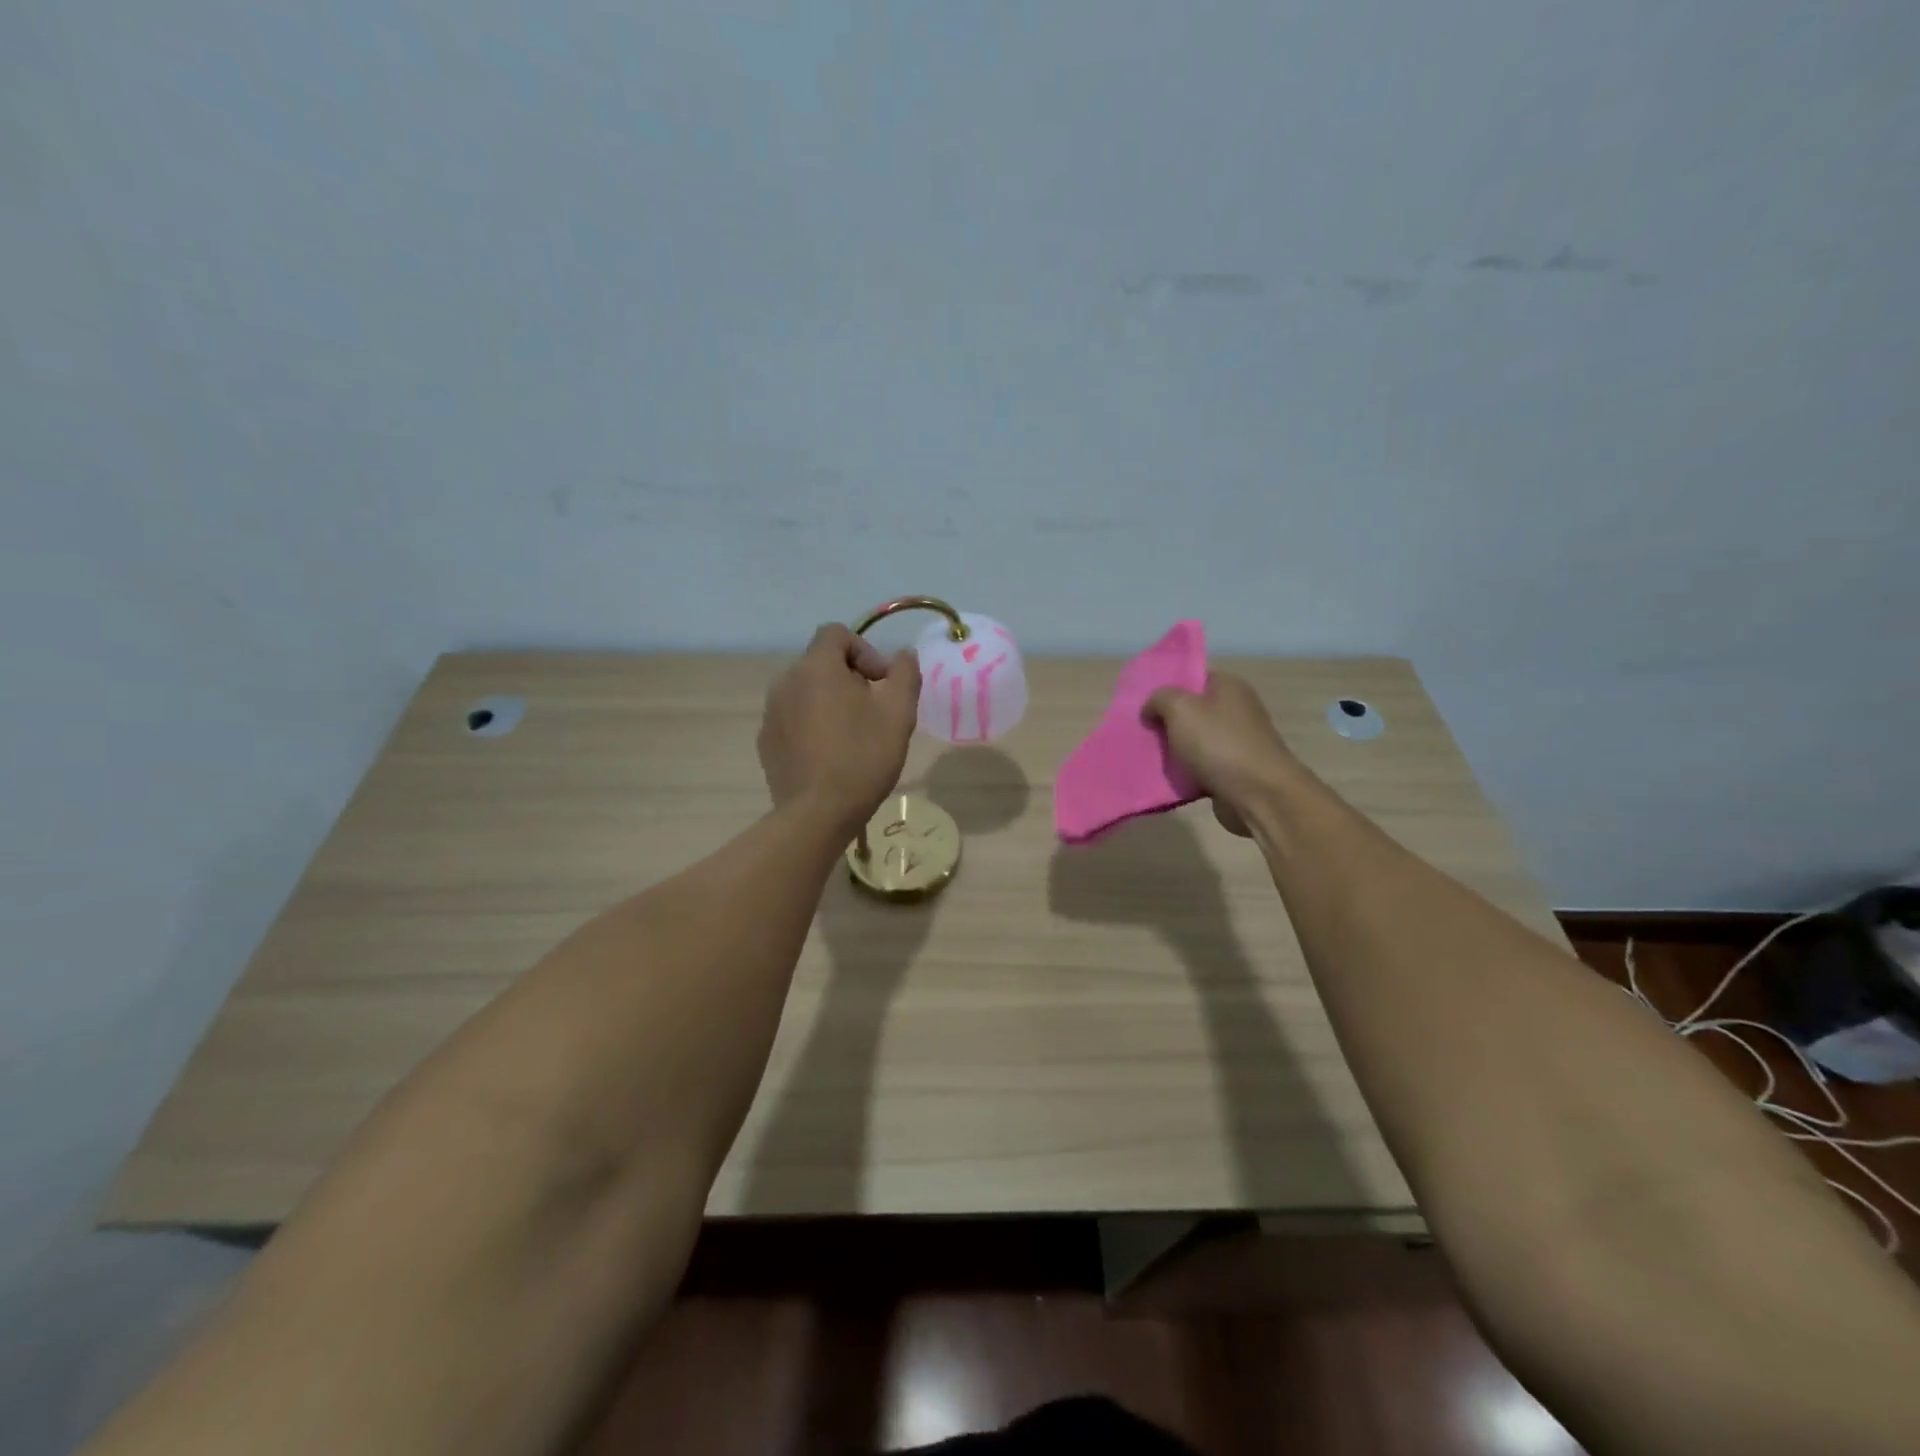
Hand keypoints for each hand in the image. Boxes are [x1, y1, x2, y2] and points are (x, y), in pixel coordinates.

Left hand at [759, 624, 921, 828]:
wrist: (817, 813)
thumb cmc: (862, 757)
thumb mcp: (898, 713)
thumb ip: (904, 674)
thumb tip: (903, 655)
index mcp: (816, 667)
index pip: (836, 633)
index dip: (865, 650)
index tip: (882, 683)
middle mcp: (786, 681)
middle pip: (821, 663)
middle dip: (850, 679)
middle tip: (873, 712)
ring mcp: (771, 713)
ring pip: (806, 692)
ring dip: (830, 703)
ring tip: (853, 736)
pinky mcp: (766, 741)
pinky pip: (793, 719)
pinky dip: (812, 726)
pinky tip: (829, 756)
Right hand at [1143, 673, 1298, 836]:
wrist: (1259, 795)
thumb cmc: (1219, 744)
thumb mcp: (1180, 709)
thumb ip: (1159, 699)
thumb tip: (1151, 709)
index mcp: (1228, 686)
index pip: (1193, 677)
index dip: (1167, 688)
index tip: (1143, 703)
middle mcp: (1237, 710)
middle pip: (1192, 710)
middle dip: (1167, 721)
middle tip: (1142, 731)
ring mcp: (1238, 742)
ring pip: (1195, 740)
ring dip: (1174, 749)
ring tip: (1148, 756)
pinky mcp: (1236, 770)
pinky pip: (1202, 766)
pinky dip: (1186, 772)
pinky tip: (1167, 778)